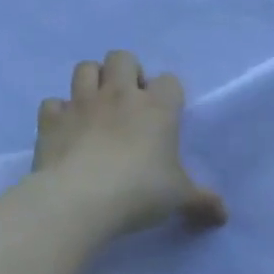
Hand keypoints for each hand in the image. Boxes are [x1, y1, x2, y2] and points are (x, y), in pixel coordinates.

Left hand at [31, 50, 226, 237]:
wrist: (80, 199)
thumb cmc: (141, 191)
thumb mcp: (180, 198)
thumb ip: (202, 202)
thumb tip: (223, 215)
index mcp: (158, 107)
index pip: (169, 80)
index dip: (169, 94)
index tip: (166, 116)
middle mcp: (119, 95)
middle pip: (122, 58)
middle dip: (127, 72)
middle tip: (130, 102)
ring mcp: (81, 104)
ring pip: (84, 68)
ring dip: (92, 81)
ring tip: (98, 107)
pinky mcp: (50, 120)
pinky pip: (53, 103)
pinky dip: (60, 113)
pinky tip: (67, 130)